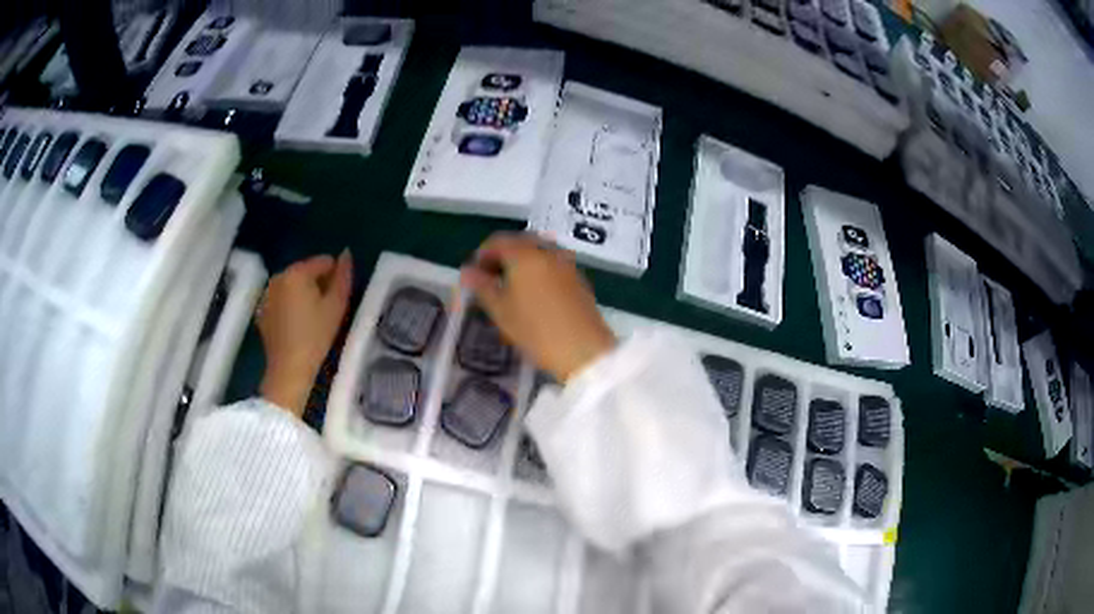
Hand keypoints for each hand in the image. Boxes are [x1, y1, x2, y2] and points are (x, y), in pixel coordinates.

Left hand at [258, 251, 353, 416]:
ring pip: (292, 286)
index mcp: (297, 272)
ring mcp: (267, 294)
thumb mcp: (337, 306)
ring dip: (303, 295)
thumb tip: (346, 254)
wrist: (289, 369)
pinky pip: (281, 299)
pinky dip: (290, 306)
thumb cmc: (316, 336)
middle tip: (326, 310)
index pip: (323, 262)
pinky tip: (297, 326)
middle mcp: (278, 277)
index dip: (335, 277)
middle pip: (305, 272)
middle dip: (317, 285)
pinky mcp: (262, 311)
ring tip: (312, 319)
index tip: (338, 299)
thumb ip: (343, 276)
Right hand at [461, 233, 615, 381]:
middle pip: (520, 242)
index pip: (498, 241)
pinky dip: (539, 271)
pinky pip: (553, 265)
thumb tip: (467, 272)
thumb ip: (482, 287)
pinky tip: (534, 295)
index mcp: (525, 254)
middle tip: (491, 279)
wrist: (584, 350)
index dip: (482, 254)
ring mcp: (567, 264)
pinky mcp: (579, 279)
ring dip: (522, 263)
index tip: (474, 275)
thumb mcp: (501, 311)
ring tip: (511, 289)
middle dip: (502, 256)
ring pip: (539, 253)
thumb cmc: (536, 330)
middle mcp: (548, 252)